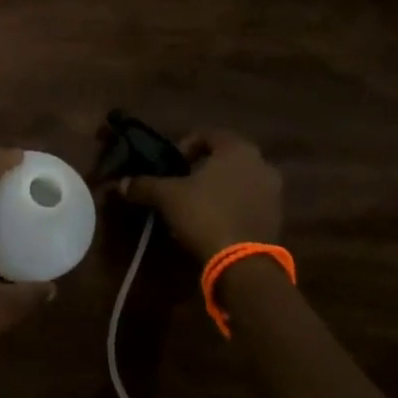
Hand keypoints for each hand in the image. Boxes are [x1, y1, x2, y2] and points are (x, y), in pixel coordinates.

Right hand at [117, 129, 282, 261]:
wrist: (243, 263)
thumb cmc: (205, 215)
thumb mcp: (167, 197)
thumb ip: (144, 185)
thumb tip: (122, 183)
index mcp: (238, 149)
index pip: (208, 134)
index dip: (186, 145)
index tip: (172, 164)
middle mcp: (261, 164)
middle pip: (226, 157)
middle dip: (203, 167)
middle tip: (182, 182)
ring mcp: (273, 192)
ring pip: (239, 180)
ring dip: (219, 187)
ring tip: (196, 205)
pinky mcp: (276, 217)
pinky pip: (249, 202)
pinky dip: (232, 205)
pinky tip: (213, 222)